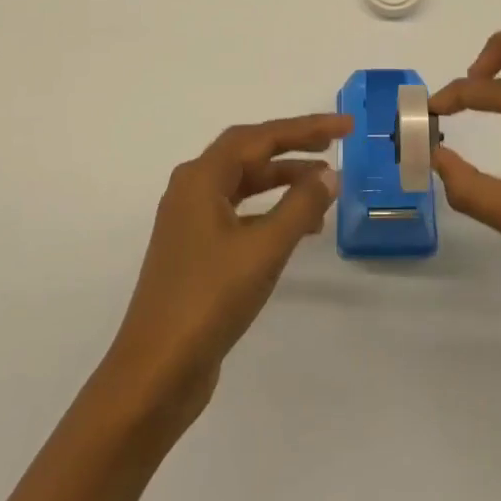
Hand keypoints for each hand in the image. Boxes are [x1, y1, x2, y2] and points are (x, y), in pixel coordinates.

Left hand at [100, 114, 348, 429]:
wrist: (155, 373)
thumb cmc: (209, 300)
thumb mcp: (263, 249)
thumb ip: (300, 206)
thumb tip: (328, 174)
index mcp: (201, 178)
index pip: (260, 136)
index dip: (305, 127)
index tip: (344, 126)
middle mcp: (192, 190)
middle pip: (249, 153)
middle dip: (294, 146)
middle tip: (336, 144)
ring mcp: (191, 222)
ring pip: (244, 184)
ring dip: (283, 181)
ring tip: (324, 188)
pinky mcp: (196, 252)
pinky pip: (240, 213)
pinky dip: (270, 211)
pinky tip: (296, 228)